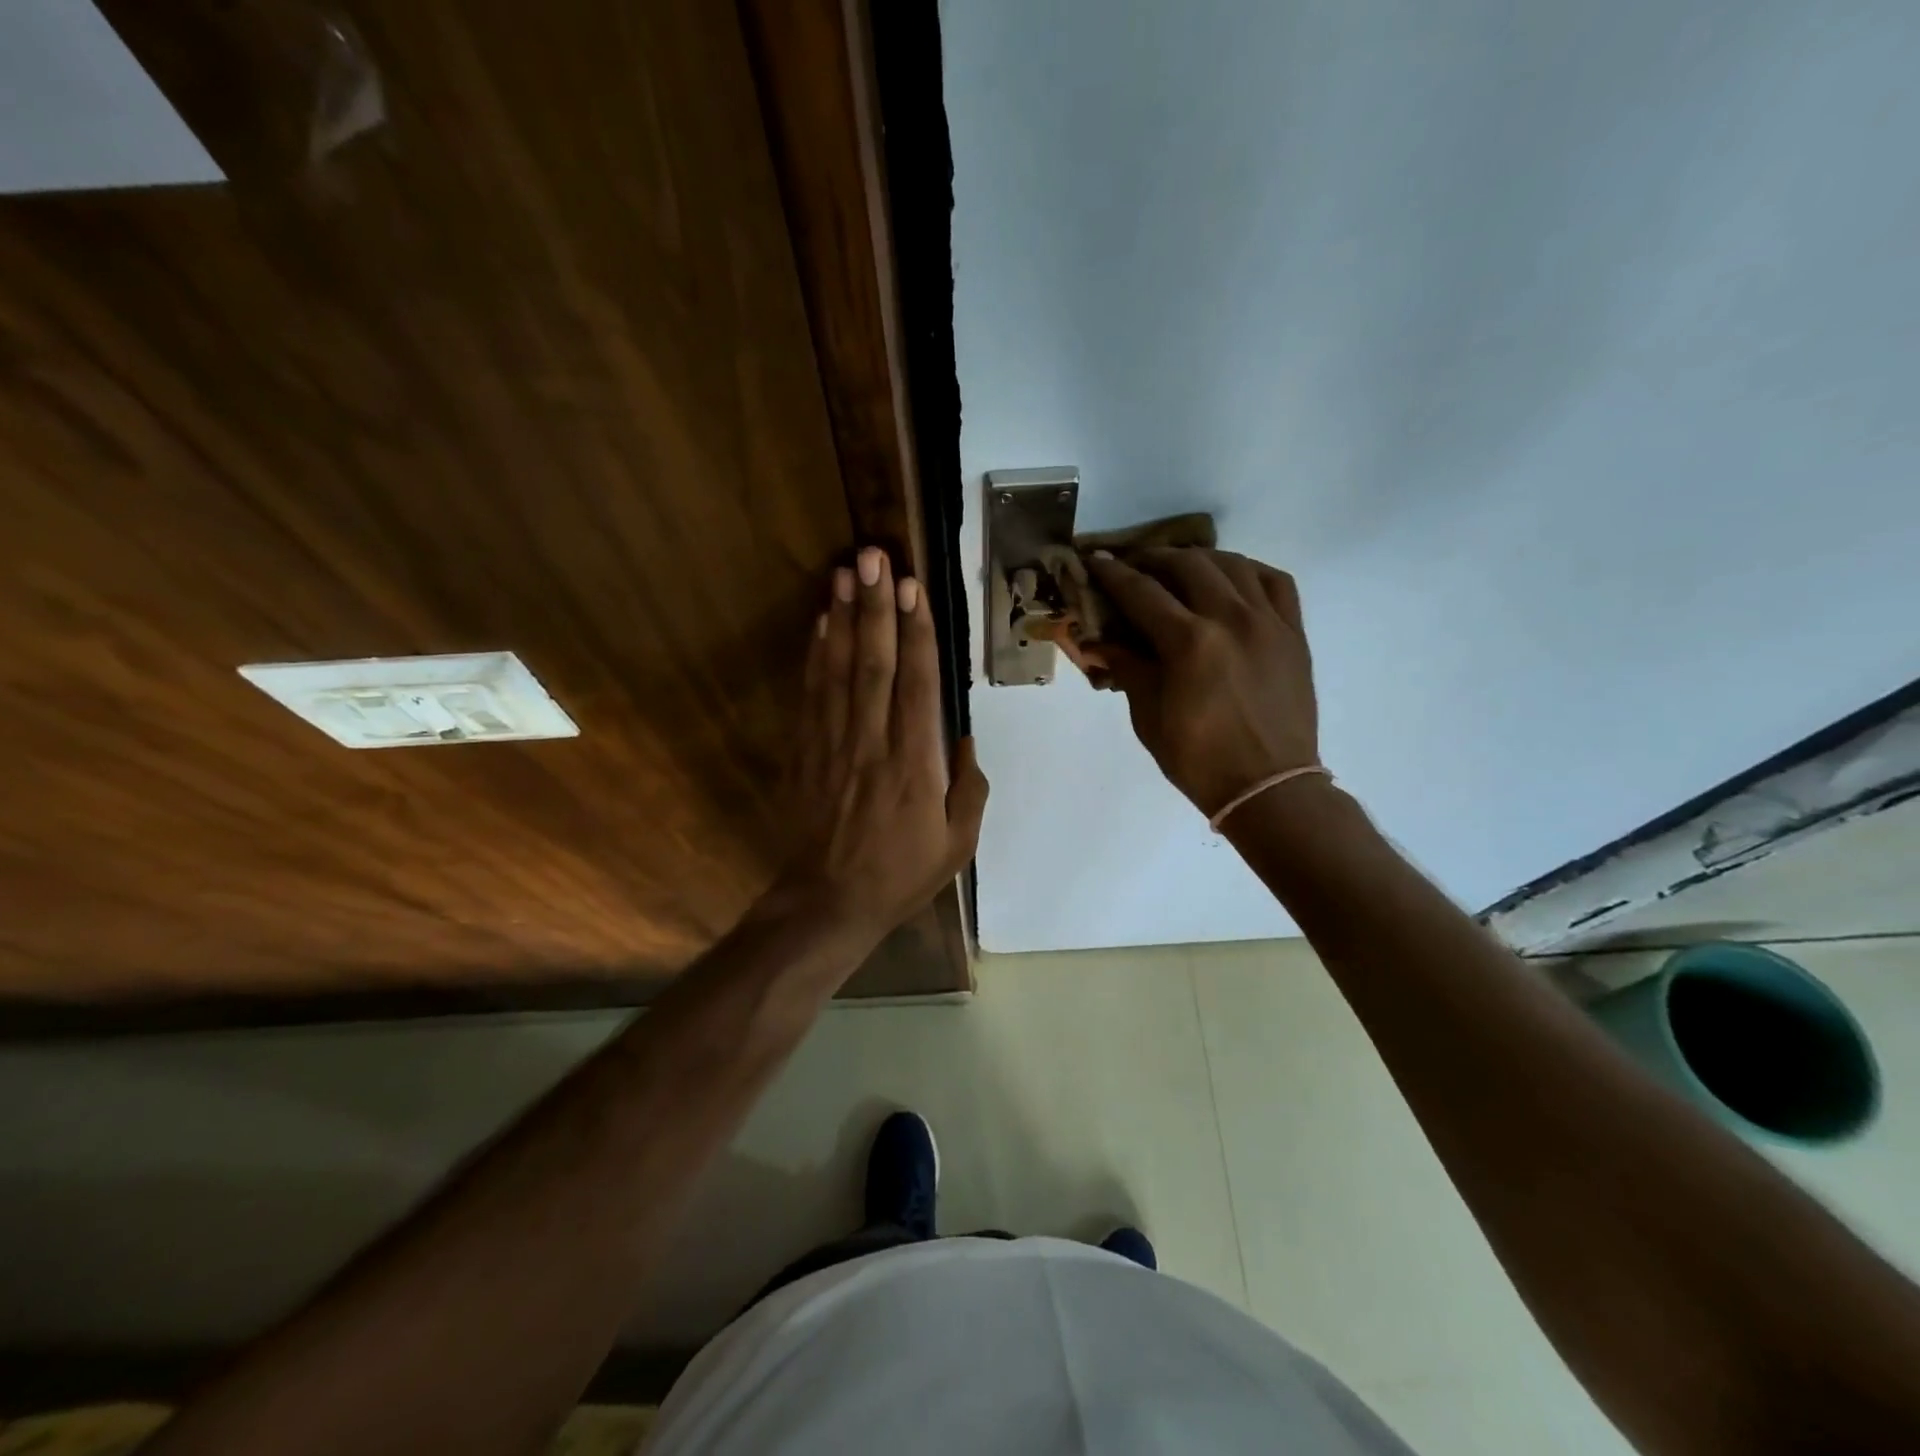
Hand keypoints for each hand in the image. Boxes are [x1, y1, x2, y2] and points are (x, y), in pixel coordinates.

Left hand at [769, 546, 988, 950]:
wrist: (828, 903)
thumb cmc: (900, 874)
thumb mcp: (958, 844)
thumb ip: (970, 788)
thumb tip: (964, 739)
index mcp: (915, 765)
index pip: (917, 685)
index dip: (915, 633)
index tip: (914, 589)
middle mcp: (872, 744)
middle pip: (873, 664)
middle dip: (875, 607)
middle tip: (873, 557)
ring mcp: (833, 745)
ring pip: (838, 672)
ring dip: (842, 620)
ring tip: (844, 574)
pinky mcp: (806, 753)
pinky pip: (811, 696)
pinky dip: (815, 656)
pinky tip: (819, 624)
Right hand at [1085, 548, 1319, 818]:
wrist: (1269, 787)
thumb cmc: (1199, 760)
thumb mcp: (1149, 717)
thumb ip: (1127, 668)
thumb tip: (1099, 641)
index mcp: (1189, 643)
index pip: (1142, 592)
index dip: (1114, 575)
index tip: (1096, 562)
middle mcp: (1231, 619)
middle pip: (1188, 565)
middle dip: (1155, 559)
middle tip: (1135, 567)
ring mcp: (1269, 622)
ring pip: (1233, 564)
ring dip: (1200, 559)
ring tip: (1181, 568)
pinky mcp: (1294, 633)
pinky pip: (1276, 582)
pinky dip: (1248, 572)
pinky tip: (1232, 580)